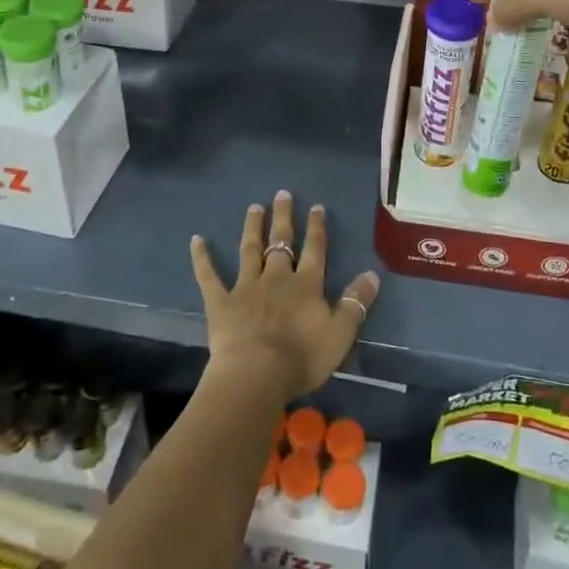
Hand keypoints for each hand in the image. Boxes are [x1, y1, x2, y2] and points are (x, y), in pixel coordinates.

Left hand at [189, 191, 379, 399]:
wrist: (256, 374)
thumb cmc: (302, 357)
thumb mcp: (340, 333)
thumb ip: (356, 303)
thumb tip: (373, 274)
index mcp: (306, 285)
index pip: (314, 250)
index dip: (317, 228)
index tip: (316, 206)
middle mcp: (276, 278)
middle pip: (281, 242)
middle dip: (283, 218)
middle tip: (282, 194)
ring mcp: (246, 287)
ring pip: (249, 250)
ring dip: (252, 228)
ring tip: (253, 207)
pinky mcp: (221, 302)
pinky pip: (209, 276)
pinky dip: (202, 258)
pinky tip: (196, 240)